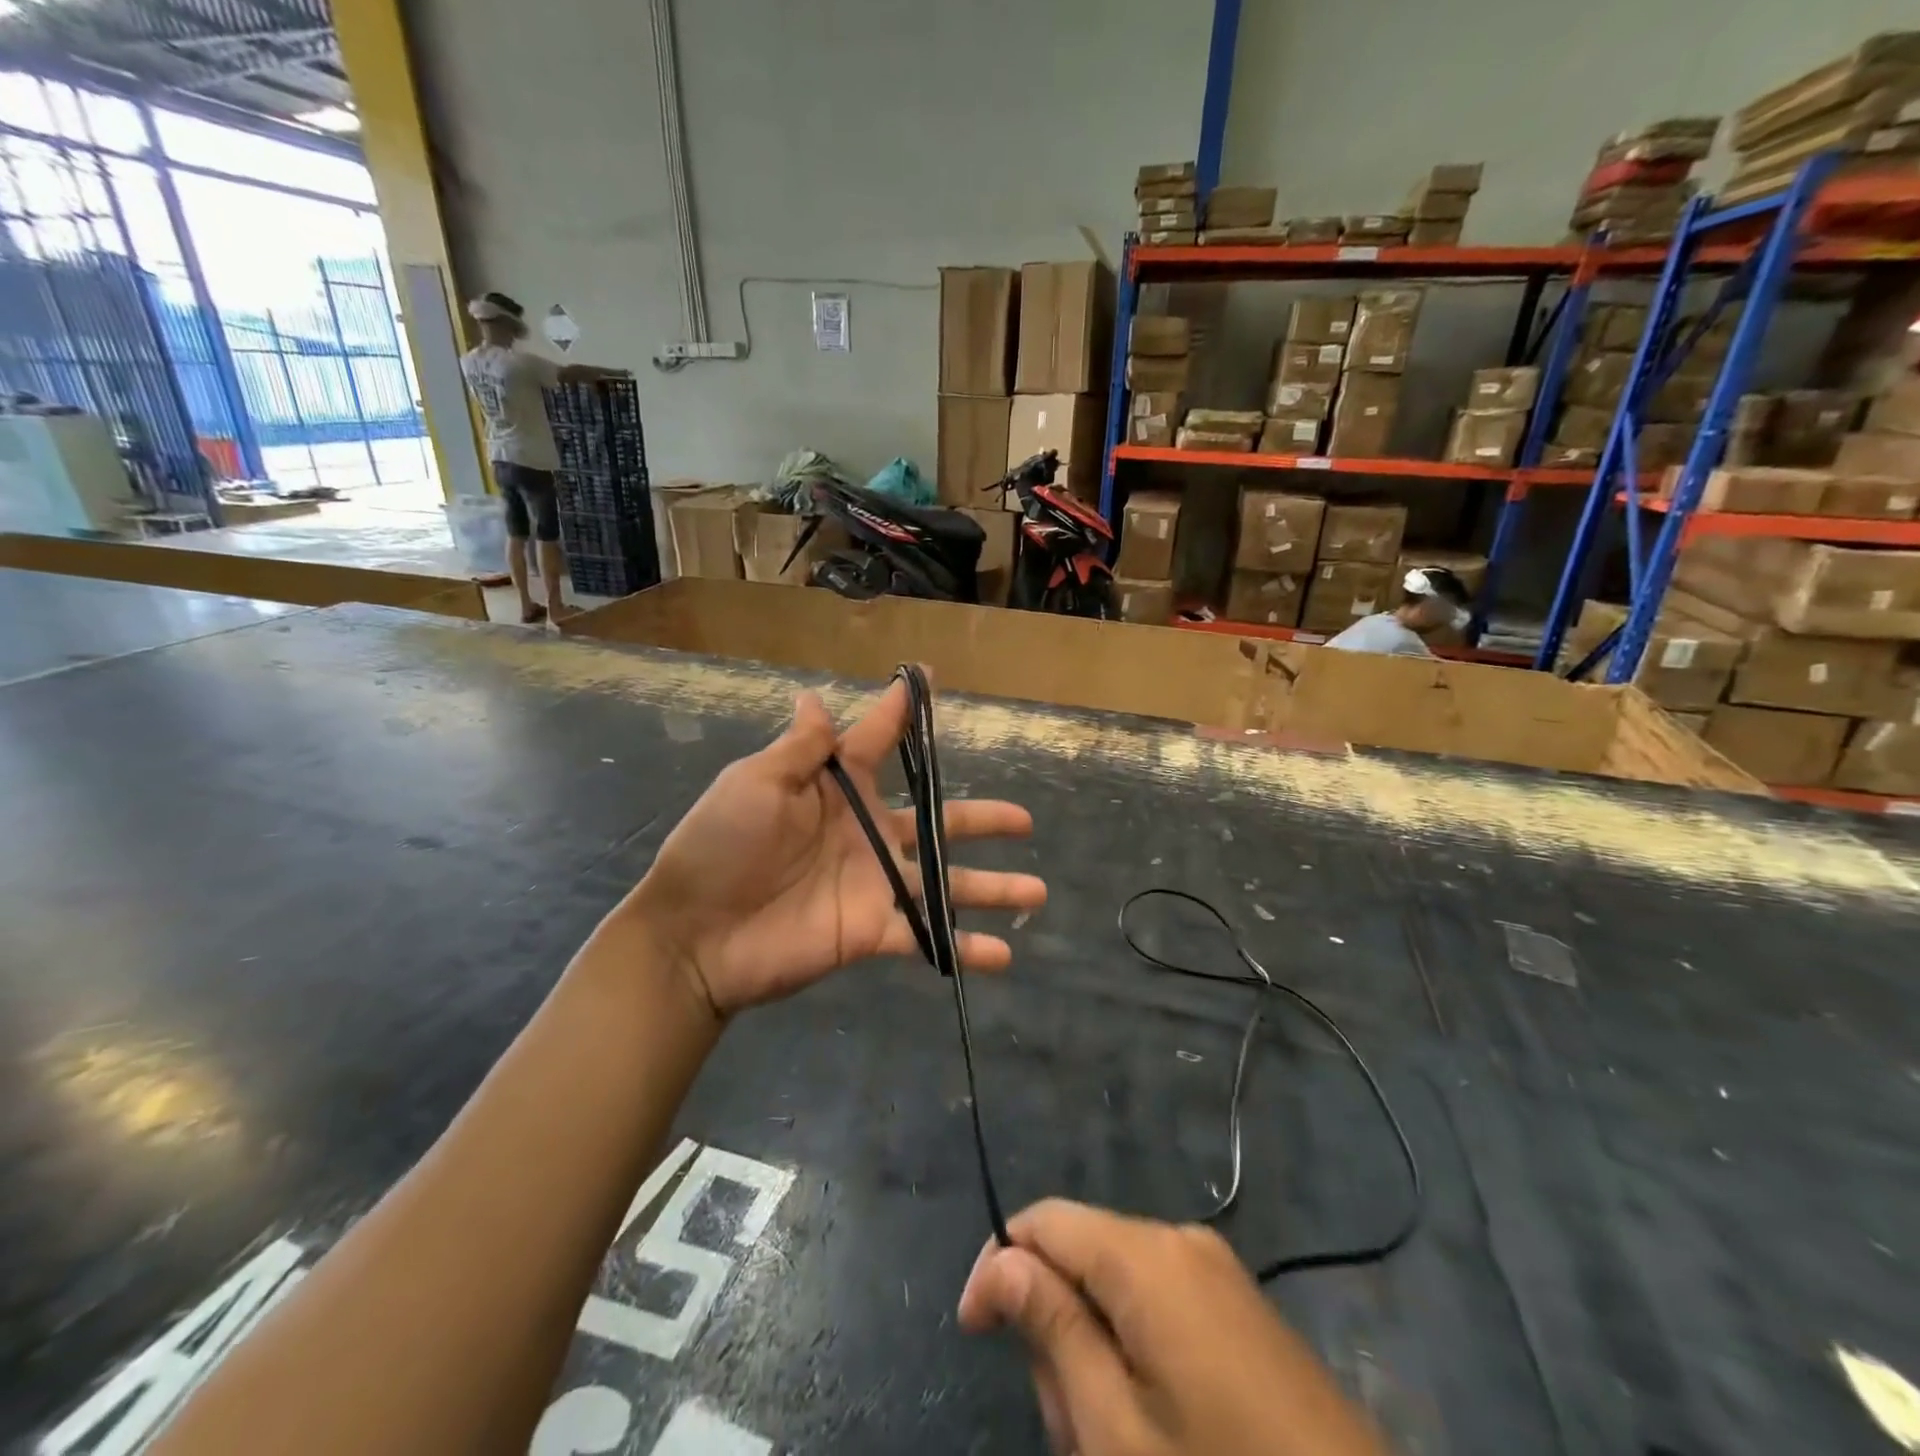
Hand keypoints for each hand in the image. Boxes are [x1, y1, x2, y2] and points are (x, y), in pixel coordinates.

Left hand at [626, 680, 1046, 1016]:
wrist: (694, 933)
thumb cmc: (721, 846)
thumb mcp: (755, 785)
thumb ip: (800, 750)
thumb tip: (815, 696)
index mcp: (839, 792)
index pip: (878, 742)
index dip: (901, 712)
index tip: (928, 678)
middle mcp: (868, 835)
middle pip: (938, 821)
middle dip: (981, 819)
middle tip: (1024, 819)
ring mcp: (875, 885)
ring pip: (947, 883)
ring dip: (993, 888)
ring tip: (1037, 892)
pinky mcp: (872, 930)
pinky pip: (926, 938)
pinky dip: (963, 947)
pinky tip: (1002, 956)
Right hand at [959, 1201, 1388, 1455]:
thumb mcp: (1117, 1429)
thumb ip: (1052, 1327)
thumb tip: (1001, 1260)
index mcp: (1147, 1254)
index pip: (1044, 1220)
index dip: (998, 1264)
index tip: (973, 1333)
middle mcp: (1180, 1240)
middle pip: (1081, 1254)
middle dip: (1055, 1327)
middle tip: (1070, 1428)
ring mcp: (1216, 1272)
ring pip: (1116, 1285)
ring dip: (1093, 1352)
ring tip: (1113, 1441)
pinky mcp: (1240, 1308)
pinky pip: (1158, 1305)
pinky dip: (1134, 1353)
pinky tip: (1152, 1428)